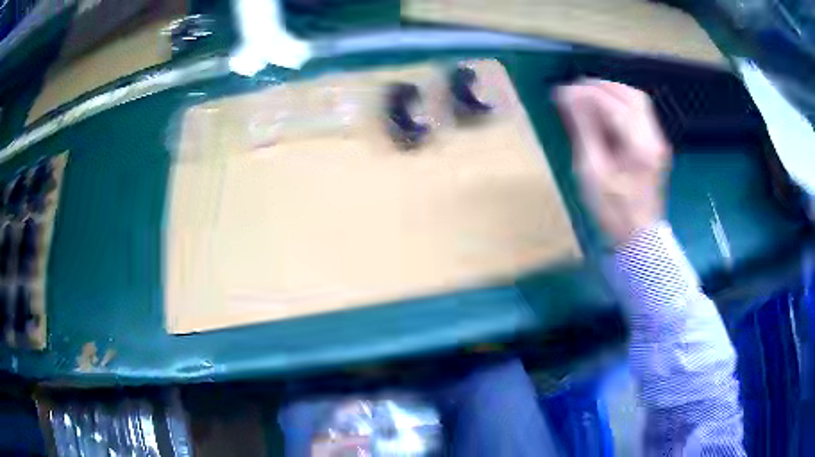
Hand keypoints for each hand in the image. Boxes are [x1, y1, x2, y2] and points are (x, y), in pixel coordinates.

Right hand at [555, 79, 671, 245]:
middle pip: (631, 96)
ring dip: (612, 91)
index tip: (561, 92)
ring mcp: (658, 141)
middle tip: (575, 88)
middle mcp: (654, 139)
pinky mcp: (656, 144)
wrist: (639, 236)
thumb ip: (583, 130)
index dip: (586, 93)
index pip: (613, 105)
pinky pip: (640, 112)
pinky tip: (605, 110)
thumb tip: (568, 96)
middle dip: (601, 86)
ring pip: (638, 101)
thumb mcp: (591, 171)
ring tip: (588, 95)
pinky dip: (620, 103)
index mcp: (639, 148)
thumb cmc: (612, 210)